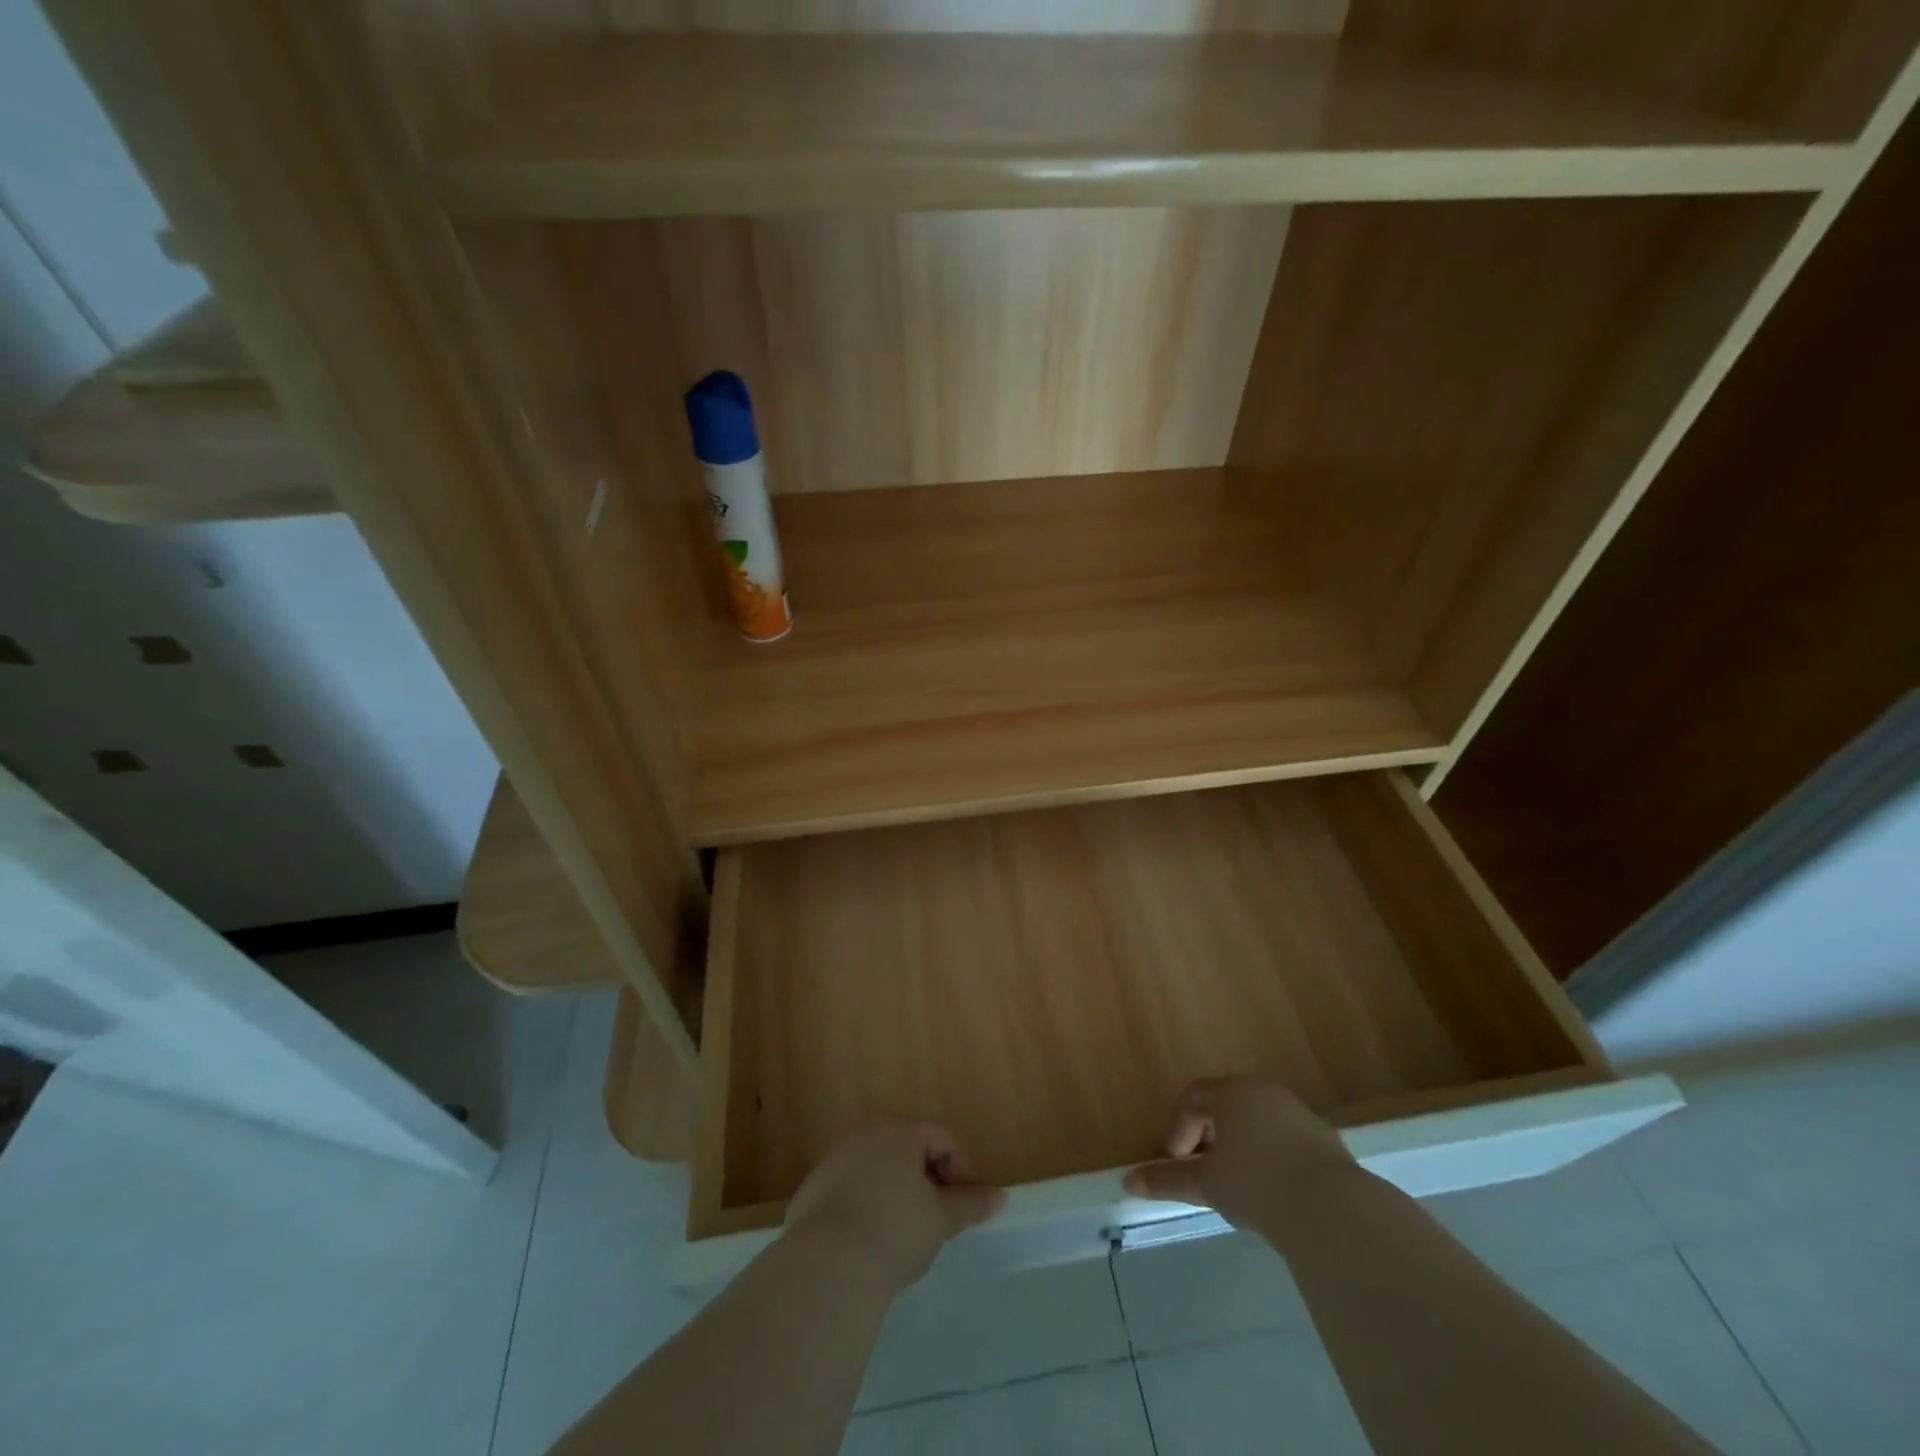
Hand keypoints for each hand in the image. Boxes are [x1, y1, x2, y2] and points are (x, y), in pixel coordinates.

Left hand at [785, 1120, 1006, 1291]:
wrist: (828, 1267)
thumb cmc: (895, 1229)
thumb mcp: (941, 1218)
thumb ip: (970, 1203)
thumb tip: (999, 1196)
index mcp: (897, 1129)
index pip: (940, 1137)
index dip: (962, 1169)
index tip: (969, 1205)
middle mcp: (863, 1134)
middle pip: (906, 1149)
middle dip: (927, 1179)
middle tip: (941, 1216)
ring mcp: (832, 1161)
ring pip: (875, 1170)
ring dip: (896, 1193)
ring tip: (907, 1234)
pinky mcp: (810, 1193)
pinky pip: (849, 1193)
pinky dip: (866, 1208)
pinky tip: (871, 1244)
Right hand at [1124, 1077, 1357, 1229]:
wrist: (1334, 1211)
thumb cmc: (1257, 1185)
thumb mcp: (1207, 1183)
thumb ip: (1168, 1179)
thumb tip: (1129, 1181)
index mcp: (1230, 1092)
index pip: (1191, 1098)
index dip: (1177, 1129)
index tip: (1174, 1163)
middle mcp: (1262, 1090)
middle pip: (1223, 1104)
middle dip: (1205, 1136)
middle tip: (1200, 1171)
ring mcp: (1296, 1111)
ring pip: (1254, 1120)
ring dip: (1237, 1145)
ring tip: (1234, 1184)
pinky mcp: (1322, 1137)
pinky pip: (1281, 1137)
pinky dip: (1267, 1155)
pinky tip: (1271, 1191)